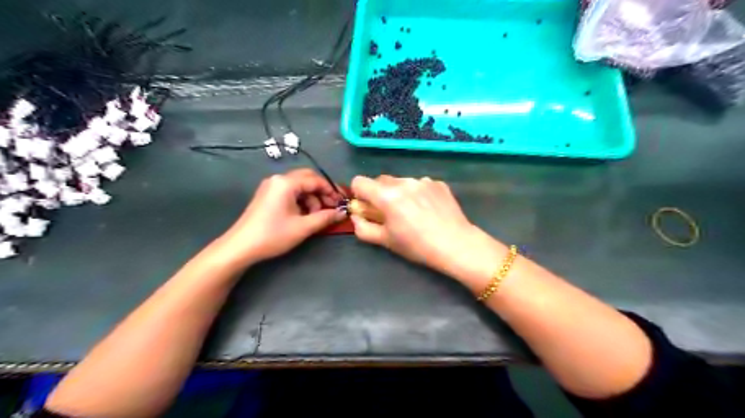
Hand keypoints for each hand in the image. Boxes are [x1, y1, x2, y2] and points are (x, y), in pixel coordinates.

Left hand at [215, 168, 343, 263]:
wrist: (240, 247)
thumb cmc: (273, 235)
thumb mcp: (303, 227)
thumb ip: (325, 217)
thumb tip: (342, 213)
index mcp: (286, 183)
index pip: (316, 180)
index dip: (331, 191)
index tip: (342, 203)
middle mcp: (278, 179)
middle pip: (307, 179)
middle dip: (322, 193)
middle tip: (332, 208)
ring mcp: (271, 187)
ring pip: (299, 187)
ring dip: (312, 198)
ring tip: (316, 216)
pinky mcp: (267, 196)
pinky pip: (290, 192)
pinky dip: (301, 201)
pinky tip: (304, 215)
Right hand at [352, 175, 505, 279]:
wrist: (456, 244)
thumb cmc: (417, 246)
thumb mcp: (385, 241)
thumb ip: (363, 227)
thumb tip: (356, 216)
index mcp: (387, 196)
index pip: (359, 181)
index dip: (359, 194)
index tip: (368, 207)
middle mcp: (403, 182)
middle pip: (380, 180)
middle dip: (379, 194)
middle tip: (390, 213)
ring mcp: (423, 180)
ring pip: (401, 182)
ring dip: (399, 193)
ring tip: (413, 212)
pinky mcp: (438, 183)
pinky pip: (420, 184)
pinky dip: (418, 193)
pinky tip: (428, 210)